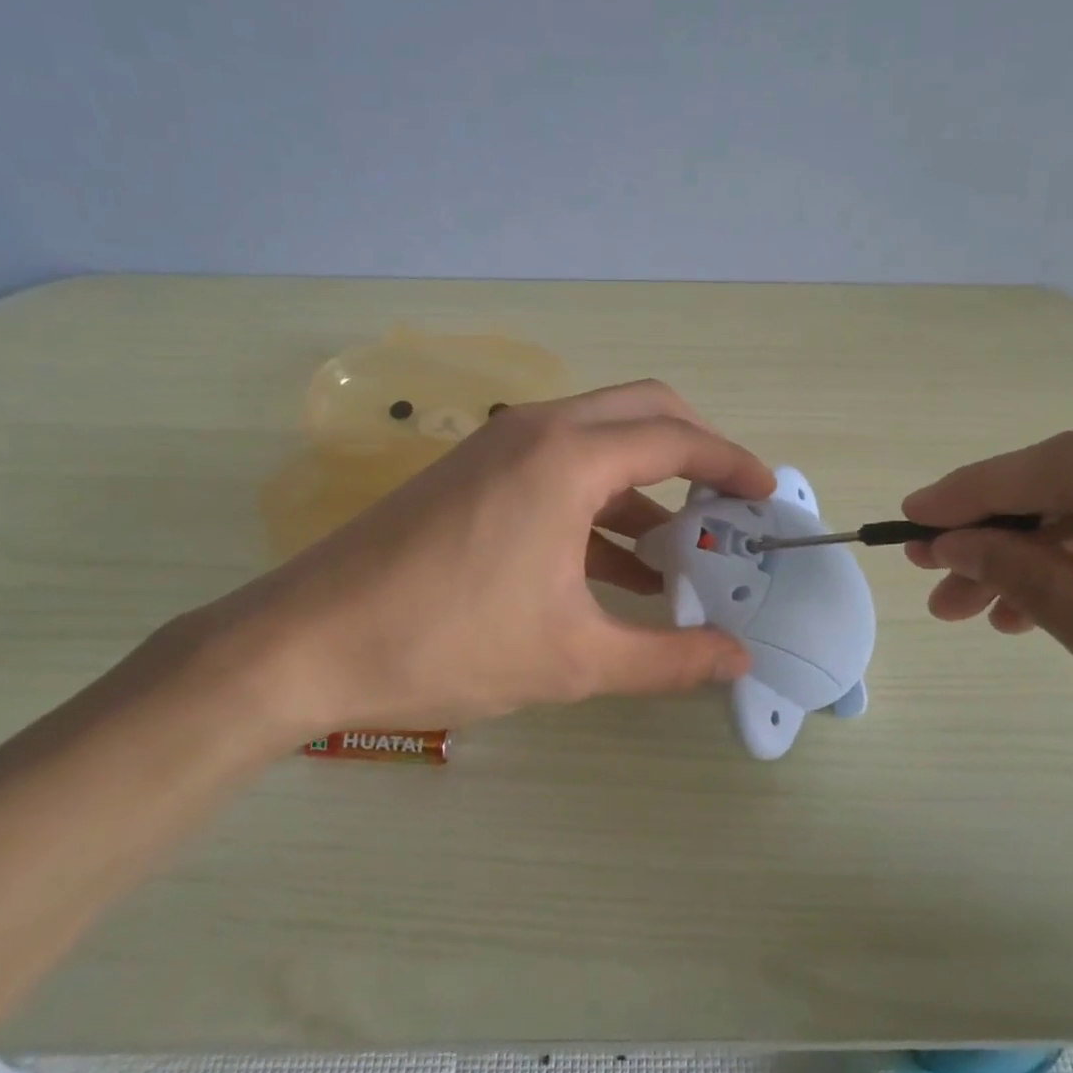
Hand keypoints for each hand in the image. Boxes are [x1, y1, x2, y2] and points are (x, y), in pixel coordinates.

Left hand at [192, 380, 773, 739]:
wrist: (306, 644)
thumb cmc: (447, 644)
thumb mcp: (573, 659)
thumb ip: (667, 658)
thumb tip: (737, 661)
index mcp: (567, 458)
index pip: (676, 436)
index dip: (732, 461)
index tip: (767, 493)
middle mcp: (536, 430)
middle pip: (640, 411)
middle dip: (694, 449)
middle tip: (727, 503)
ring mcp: (497, 446)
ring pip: (596, 440)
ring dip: (644, 482)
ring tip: (679, 549)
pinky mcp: (471, 473)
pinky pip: (556, 469)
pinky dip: (598, 502)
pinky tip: (615, 566)